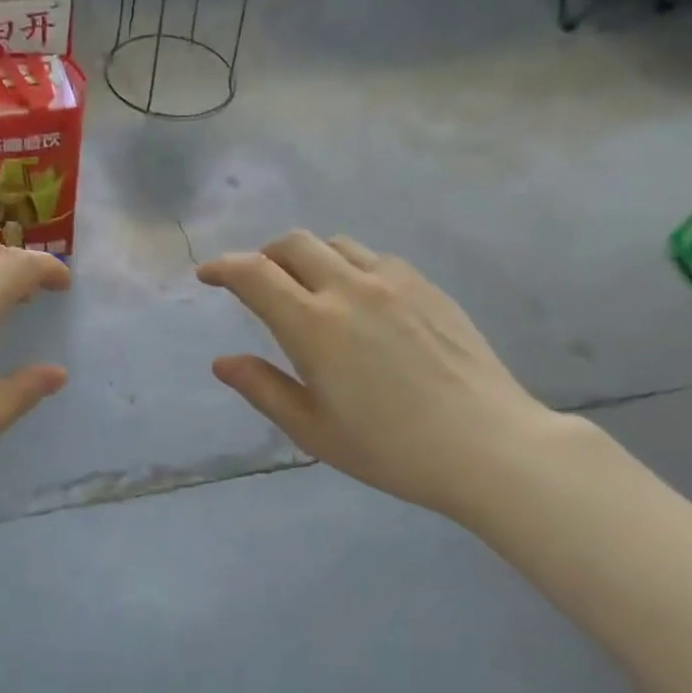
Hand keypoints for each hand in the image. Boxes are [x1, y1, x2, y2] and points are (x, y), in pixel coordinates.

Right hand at [198, 230, 567, 526]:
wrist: (485, 445)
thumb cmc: (388, 448)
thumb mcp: (312, 430)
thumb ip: (263, 389)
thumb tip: (223, 362)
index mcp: (313, 326)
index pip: (254, 274)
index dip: (223, 268)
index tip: (207, 275)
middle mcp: (350, 288)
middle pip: (294, 244)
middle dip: (263, 256)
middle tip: (254, 284)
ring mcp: (395, 282)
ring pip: (336, 244)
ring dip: (307, 257)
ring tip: (304, 289)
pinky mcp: (428, 287)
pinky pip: (374, 258)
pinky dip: (348, 266)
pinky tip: (356, 301)